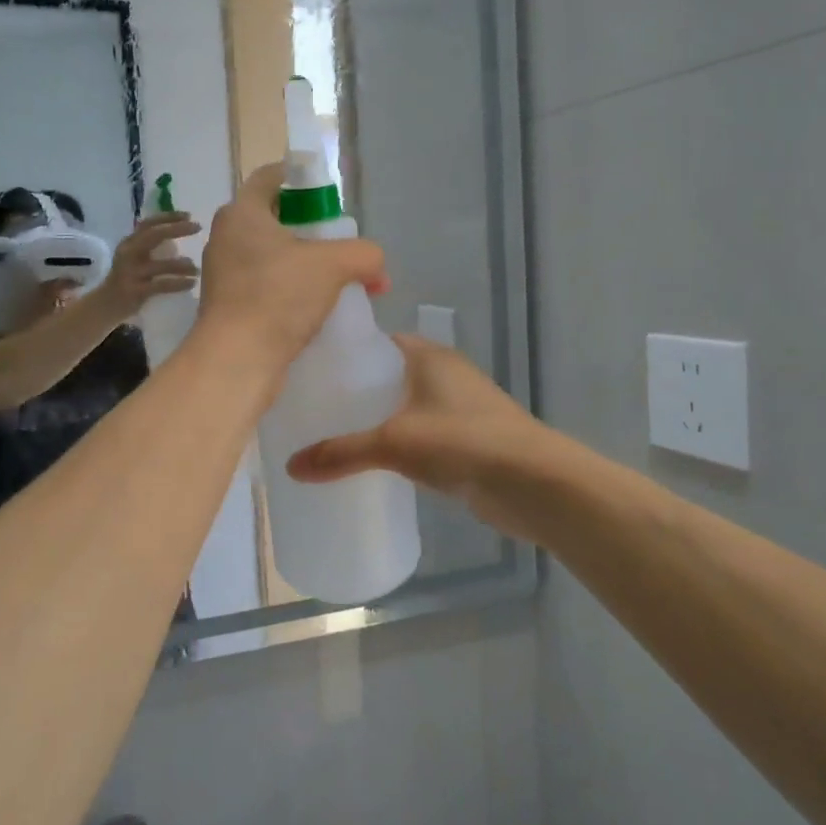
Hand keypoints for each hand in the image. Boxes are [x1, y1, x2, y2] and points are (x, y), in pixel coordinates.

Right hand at [96, 214, 200, 317]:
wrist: (105, 305)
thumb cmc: (127, 280)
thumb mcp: (135, 258)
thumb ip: (151, 245)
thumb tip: (179, 232)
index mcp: (129, 243)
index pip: (149, 223)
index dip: (168, 217)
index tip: (189, 215)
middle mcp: (128, 253)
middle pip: (154, 236)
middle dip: (177, 229)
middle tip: (197, 227)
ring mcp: (131, 272)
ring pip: (160, 265)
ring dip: (182, 265)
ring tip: (197, 268)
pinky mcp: (135, 291)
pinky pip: (161, 285)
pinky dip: (178, 283)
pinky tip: (191, 283)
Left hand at [196, 163, 387, 372]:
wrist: (238, 360)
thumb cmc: (278, 296)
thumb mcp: (334, 265)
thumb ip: (364, 254)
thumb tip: (377, 267)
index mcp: (241, 213)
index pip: (269, 177)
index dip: (300, 178)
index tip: (327, 193)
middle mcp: (226, 238)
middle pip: (272, 218)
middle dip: (307, 227)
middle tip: (337, 240)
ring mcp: (224, 274)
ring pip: (268, 255)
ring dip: (300, 262)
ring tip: (333, 278)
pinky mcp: (228, 307)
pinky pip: (264, 286)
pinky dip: (288, 290)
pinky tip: (315, 308)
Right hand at [286, 335, 548, 530]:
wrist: (534, 483)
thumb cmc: (463, 441)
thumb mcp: (394, 443)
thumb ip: (342, 453)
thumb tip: (291, 467)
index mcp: (428, 355)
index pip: (378, 341)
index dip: (345, 353)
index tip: (309, 370)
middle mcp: (443, 373)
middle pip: (388, 375)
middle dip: (354, 391)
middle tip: (311, 409)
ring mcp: (457, 408)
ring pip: (403, 407)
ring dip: (375, 419)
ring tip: (330, 435)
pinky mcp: (465, 441)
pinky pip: (419, 434)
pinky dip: (396, 444)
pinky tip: (370, 462)